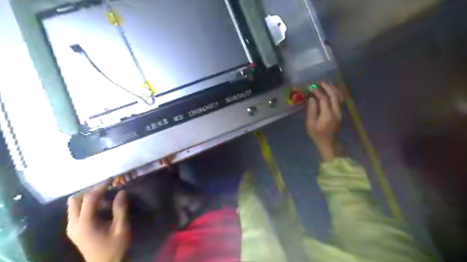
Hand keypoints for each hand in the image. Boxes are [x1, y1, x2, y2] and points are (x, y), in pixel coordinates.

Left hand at [67, 185, 130, 261]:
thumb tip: (121, 192)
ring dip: (89, 197)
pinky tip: (101, 207)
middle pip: (75, 200)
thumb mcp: (122, 228)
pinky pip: (77, 211)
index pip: (90, 199)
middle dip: (91, 191)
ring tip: (106, 198)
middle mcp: (74, 224)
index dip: (101, 186)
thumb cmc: (115, 247)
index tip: (113, 179)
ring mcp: (72, 228)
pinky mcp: (75, 230)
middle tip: (107, 188)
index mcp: (85, 224)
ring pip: (74, 205)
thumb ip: (120, 209)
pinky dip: (88, 205)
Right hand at [308, 82, 341, 161]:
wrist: (330, 143)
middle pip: (334, 95)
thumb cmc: (317, 135)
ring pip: (339, 97)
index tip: (311, 87)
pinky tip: (332, 91)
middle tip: (320, 82)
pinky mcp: (342, 113)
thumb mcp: (310, 125)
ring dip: (333, 89)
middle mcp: (336, 112)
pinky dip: (336, 93)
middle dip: (327, 87)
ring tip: (326, 84)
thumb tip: (311, 99)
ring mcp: (341, 112)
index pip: (324, 99)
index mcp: (328, 115)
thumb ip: (311, 111)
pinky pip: (341, 100)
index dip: (318, 91)